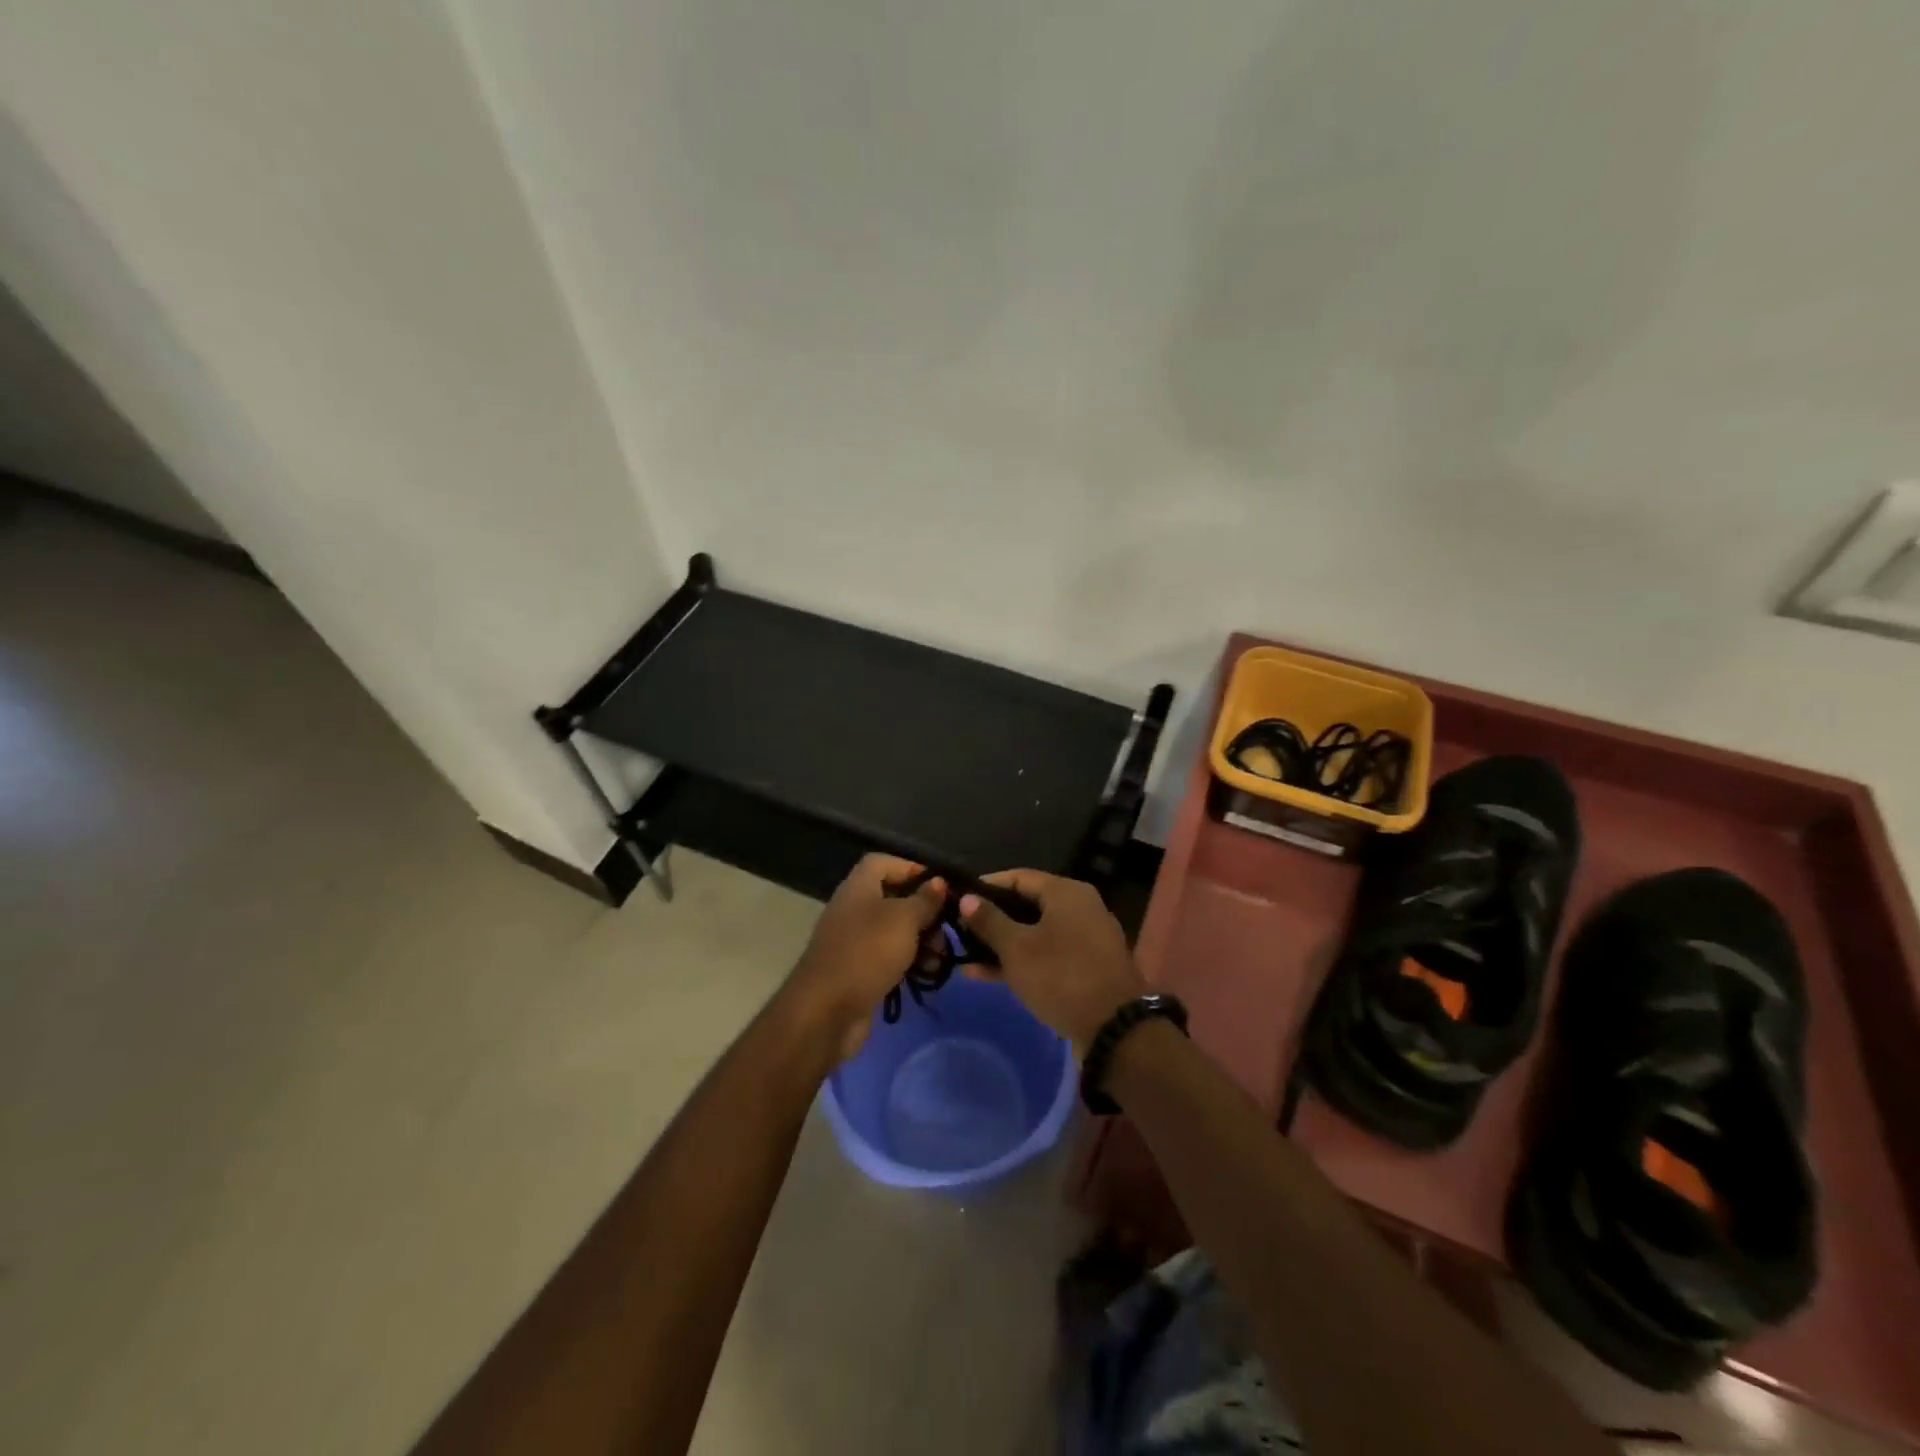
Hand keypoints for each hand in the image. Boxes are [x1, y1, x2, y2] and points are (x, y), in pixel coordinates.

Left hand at [782, 854, 945, 1063]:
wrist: (826, 1012)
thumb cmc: (867, 953)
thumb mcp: (903, 920)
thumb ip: (924, 900)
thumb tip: (938, 882)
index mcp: (858, 887)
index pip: (883, 862)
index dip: (911, 867)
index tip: (939, 885)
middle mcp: (853, 909)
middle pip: (893, 897)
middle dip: (923, 910)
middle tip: (947, 927)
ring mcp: (853, 941)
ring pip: (894, 930)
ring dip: (920, 939)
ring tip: (941, 955)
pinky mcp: (857, 970)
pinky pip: (888, 957)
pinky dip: (908, 962)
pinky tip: (927, 974)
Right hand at [959, 870, 1143, 1053]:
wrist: (1114, 1029)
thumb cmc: (1061, 976)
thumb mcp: (1017, 948)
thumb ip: (989, 921)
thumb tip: (967, 898)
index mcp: (1066, 892)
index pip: (1018, 877)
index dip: (986, 886)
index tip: (958, 899)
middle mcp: (1080, 907)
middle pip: (1027, 904)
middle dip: (992, 918)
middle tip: (960, 930)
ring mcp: (1086, 938)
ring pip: (1036, 932)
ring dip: (1003, 943)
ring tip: (967, 956)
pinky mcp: (1087, 966)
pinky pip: (1048, 953)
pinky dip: (1022, 960)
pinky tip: (989, 975)